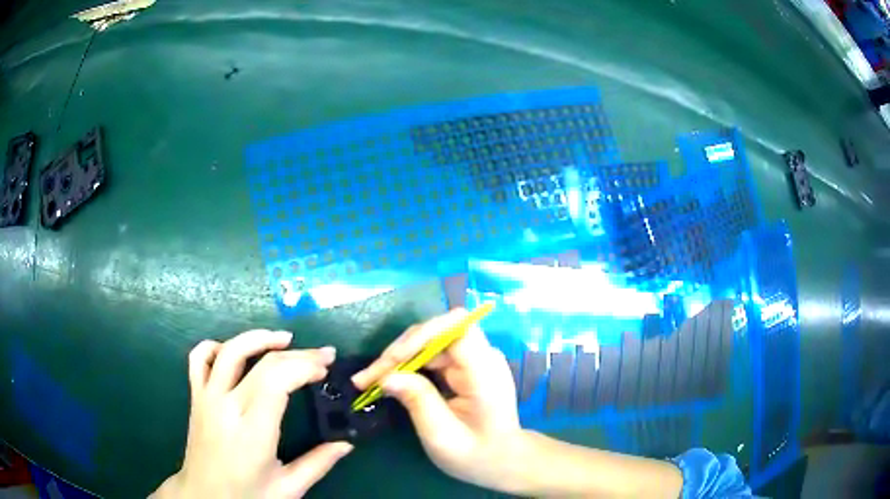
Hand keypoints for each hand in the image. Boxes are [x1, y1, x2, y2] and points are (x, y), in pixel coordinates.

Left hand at [152, 330, 352, 498]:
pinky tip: (236, 351)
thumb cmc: (247, 495)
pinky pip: (199, 358)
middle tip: (323, 355)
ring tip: (284, 339)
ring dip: (259, 338)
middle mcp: (227, 405)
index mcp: (252, 430)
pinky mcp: (196, 396)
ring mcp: (207, 397)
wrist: (203, 496)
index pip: (277, 379)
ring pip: (230, 350)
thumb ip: (318, 463)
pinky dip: (218, 346)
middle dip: (297, 354)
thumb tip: (346, 443)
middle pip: (262, 362)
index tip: (327, 367)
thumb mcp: (288, 488)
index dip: (305, 365)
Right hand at [351, 309, 523, 491]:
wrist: (503, 460)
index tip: (391, 362)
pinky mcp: (465, 366)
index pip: (456, 327)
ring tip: (370, 380)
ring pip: (429, 341)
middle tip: (367, 378)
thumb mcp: (443, 436)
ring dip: (398, 358)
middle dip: (399, 351)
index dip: (421, 336)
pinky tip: (389, 380)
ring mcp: (474, 359)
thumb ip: (419, 402)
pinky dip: (408, 365)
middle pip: (436, 332)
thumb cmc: (477, 455)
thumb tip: (386, 377)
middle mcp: (482, 356)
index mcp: (485, 371)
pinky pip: (432, 355)